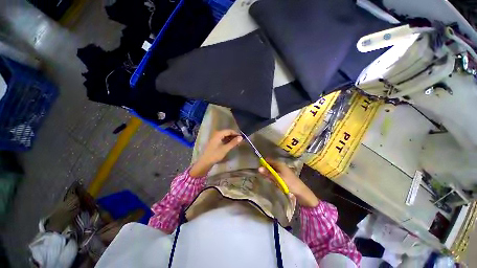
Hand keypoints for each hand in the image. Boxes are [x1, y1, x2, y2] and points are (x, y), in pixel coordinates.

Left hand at [190, 129, 242, 177]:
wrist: (205, 162)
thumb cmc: (215, 154)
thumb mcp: (225, 148)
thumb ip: (233, 142)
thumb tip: (241, 137)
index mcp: (218, 134)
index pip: (229, 131)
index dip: (236, 133)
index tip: (241, 137)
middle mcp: (216, 134)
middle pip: (227, 133)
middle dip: (233, 136)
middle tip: (239, 141)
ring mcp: (214, 138)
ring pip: (224, 136)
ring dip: (230, 139)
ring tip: (236, 143)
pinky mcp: (214, 142)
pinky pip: (222, 139)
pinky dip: (227, 141)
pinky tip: (230, 144)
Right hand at [258, 159, 318, 206]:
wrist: (300, 191)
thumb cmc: (289, 182)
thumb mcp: (277, 178)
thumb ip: (268, 173)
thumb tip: (258, 168)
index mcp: (279, 163)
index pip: (269, 160)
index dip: (263, 162)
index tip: (258, 167)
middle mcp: (280, 165)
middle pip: (270, 164)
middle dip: (265, 169)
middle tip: (261, 174)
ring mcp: (282, 170)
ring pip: (272, 170)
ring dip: (268, 173)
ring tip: (266, 178)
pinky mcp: (283, 175)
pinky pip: (275, 174)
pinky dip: (272, 176)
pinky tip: (271, 181)